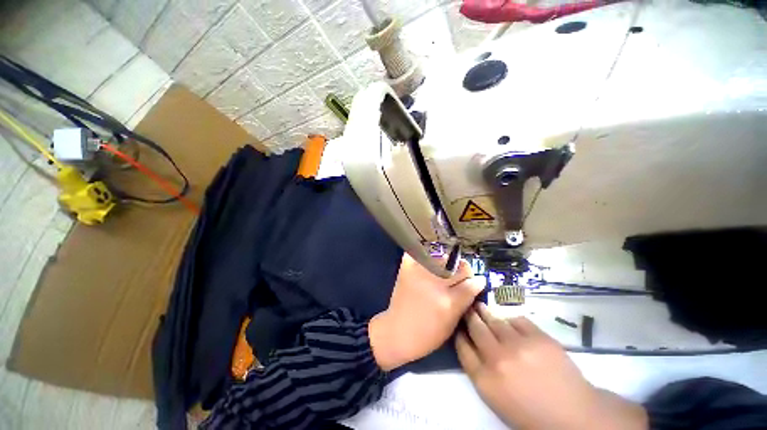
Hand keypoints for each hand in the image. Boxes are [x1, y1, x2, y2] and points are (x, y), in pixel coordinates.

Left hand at [369, 254, 484, 370]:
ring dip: (446, 264)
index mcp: (449, 302)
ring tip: (443, 271)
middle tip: (460, 275)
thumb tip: (477, 283)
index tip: (476, 281)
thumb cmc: (427, 334)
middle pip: (459, 266)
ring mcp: (420, 273)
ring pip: (443, 258)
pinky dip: (426, 257)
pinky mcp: (407, 268)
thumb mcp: (452, 324)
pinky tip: (427, 264)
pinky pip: (421, 255)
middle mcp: (435, 284)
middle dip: (464, 270)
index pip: (471, 282)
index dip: (476, 281)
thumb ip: (465, 302)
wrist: (396, 331)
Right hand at [456, 303, 647, 429]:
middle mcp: (497, 358)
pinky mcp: (538, 337)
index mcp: (485, 379)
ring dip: (485, 311)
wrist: (574, 416)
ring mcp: (518, 345)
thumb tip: (470, 343)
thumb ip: (479, 370)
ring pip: (493, 319)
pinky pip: (516, 319)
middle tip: (467, 308)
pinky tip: (508, 320)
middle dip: (469, 316)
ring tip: (481, 306)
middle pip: (475, 328)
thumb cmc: (530, 412)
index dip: (459, 333)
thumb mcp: (496, 398)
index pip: (462, 347)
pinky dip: (509, 319)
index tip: (459, 326)